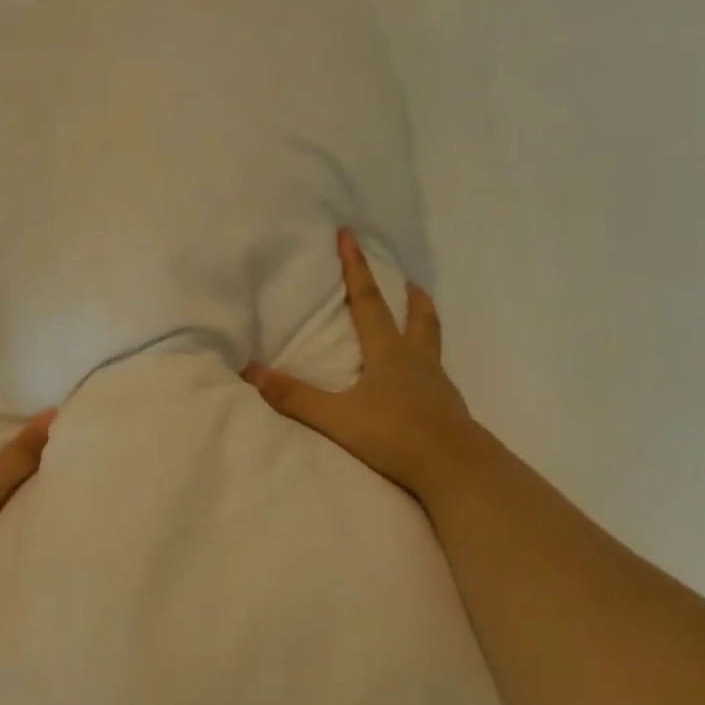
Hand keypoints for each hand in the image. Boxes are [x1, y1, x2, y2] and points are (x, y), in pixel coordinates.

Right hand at [244, 230, 472, 510]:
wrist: (454, 468)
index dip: (356, 268)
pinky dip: (429, 366)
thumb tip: (250, 371)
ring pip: (432, 345)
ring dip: (425, 325)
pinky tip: (422, 382)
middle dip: (409, 297)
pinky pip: (438, 377)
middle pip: (418, 318)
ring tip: (419, 320)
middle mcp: (417, 361)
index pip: (368, 302)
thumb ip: (294, 396)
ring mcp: (438, 385)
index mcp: (389, 354)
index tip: (349, 235)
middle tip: (408, 282)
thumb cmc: (394, 435)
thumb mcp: (336, 417)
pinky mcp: (448, 409)